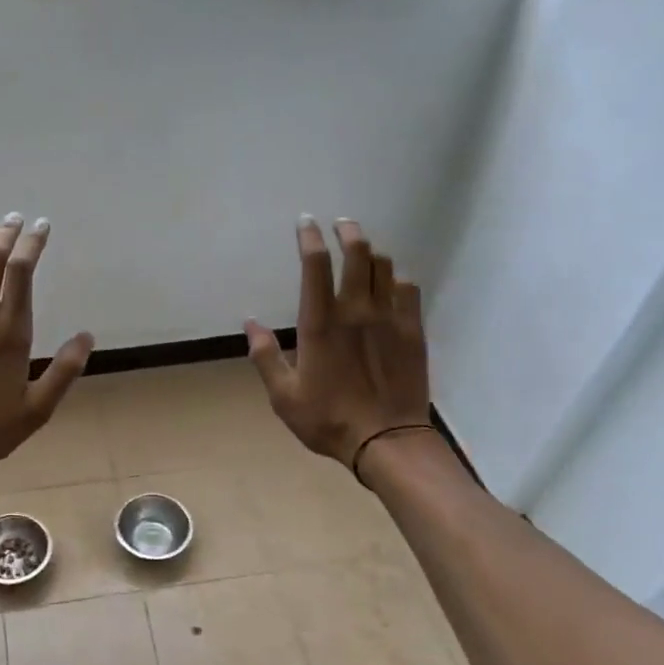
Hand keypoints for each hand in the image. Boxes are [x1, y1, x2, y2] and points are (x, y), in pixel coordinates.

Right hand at [244, 217, 430, 466]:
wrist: (387, 441)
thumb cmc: (328, 419)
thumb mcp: (283, 395)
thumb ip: (265, 356)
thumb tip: (250, 323)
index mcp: (320, 323)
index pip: (315, 265)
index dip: (309, 238)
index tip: (305, 223)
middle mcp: (356, 310)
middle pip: (357, 252)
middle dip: (347, 231)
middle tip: (341, 225)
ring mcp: (390, 318)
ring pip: (385, 266)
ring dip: (371, 254)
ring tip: (363, 254)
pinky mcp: (413, 330)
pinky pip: (409, 289)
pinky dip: (397, 279)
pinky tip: (391, 286)